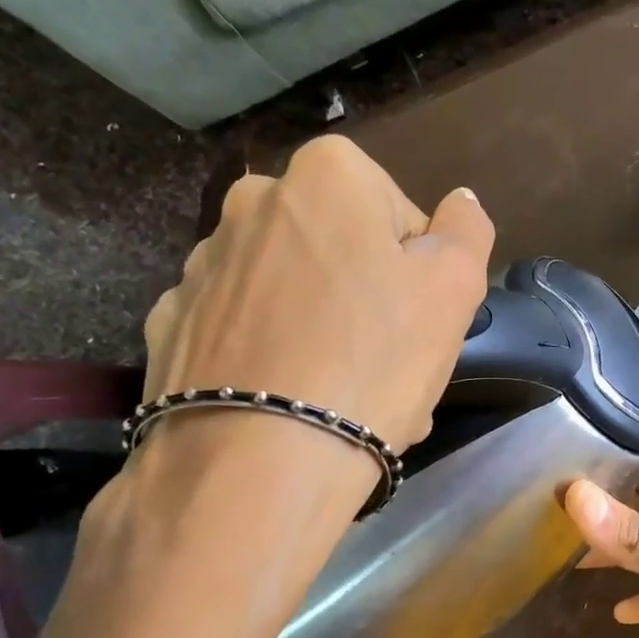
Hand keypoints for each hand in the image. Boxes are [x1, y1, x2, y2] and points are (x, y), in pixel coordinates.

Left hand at [142, 136, 493, 454]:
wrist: (261, 461)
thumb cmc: (375, 361)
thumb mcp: (455, 288)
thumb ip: (466, 229)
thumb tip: (460, 200)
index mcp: (327, 176)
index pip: (398, 212)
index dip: (417, 269)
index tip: (417, 319)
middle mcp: (254, 201)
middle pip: (338, 247)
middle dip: (365, 294)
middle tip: (385, 361)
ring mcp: (202, 262)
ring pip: (289, 288)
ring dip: (319, 326)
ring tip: (340, 393)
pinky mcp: (172, 321)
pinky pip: (242, 327)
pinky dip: (268, 352)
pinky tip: (287, 399)